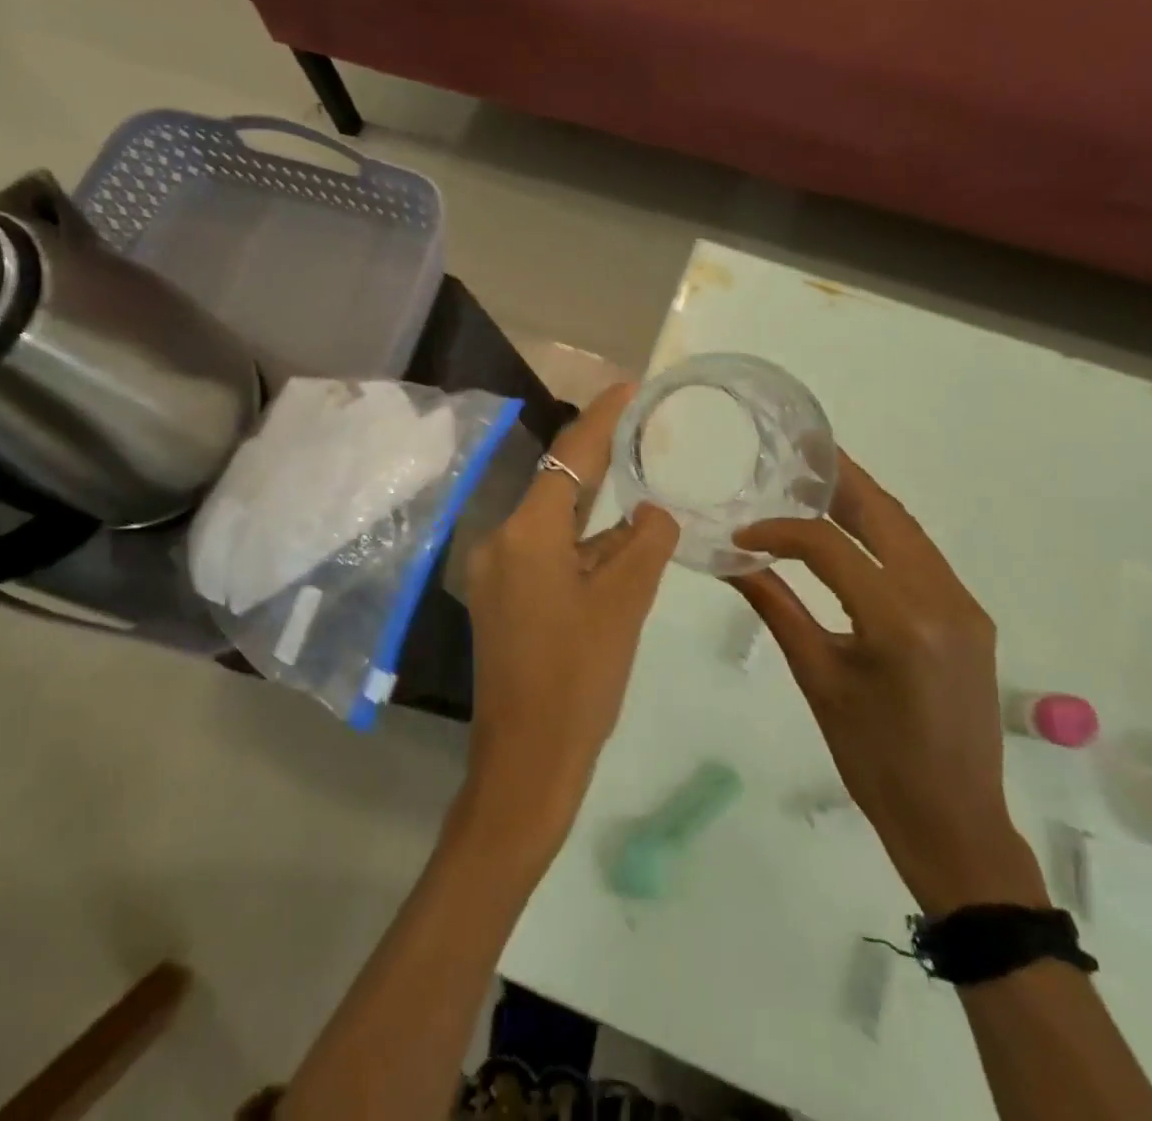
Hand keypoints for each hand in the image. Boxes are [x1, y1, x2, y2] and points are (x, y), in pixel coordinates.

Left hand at [458, 384, 679, 861]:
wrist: (527, 765)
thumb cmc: (579, 680)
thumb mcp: (625, 604)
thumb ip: (645, 543)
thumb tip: (653, 510)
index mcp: (526, 535)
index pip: (569, 458)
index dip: (601, 417)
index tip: (629, 386)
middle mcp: (501, 542)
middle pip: (559, 487)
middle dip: (600, 459)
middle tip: (642, 430)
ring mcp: (498, 574)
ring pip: (556, 525)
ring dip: (597, 514)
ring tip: (644, 490)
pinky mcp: (503, 601)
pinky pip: (548, 555)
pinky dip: (583, 548)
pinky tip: (620, 549)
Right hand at [731, 452, 1044, 913]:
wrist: (954, 820)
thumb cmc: (873, 760)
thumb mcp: (818, 680)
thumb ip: (777, 609)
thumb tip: (734, 561)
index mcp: (897, 621)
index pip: (831, 547)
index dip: (781, 530)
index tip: (744, 532)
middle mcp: (941, 598)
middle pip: (885, 515)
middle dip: (839, 480)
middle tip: (798, 456)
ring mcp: (964, 604)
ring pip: (908, 530)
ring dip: (864, 503)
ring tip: (818, 485)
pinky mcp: (971, 615)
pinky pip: (923, 557)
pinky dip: (885, 534)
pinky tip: (854, 534)